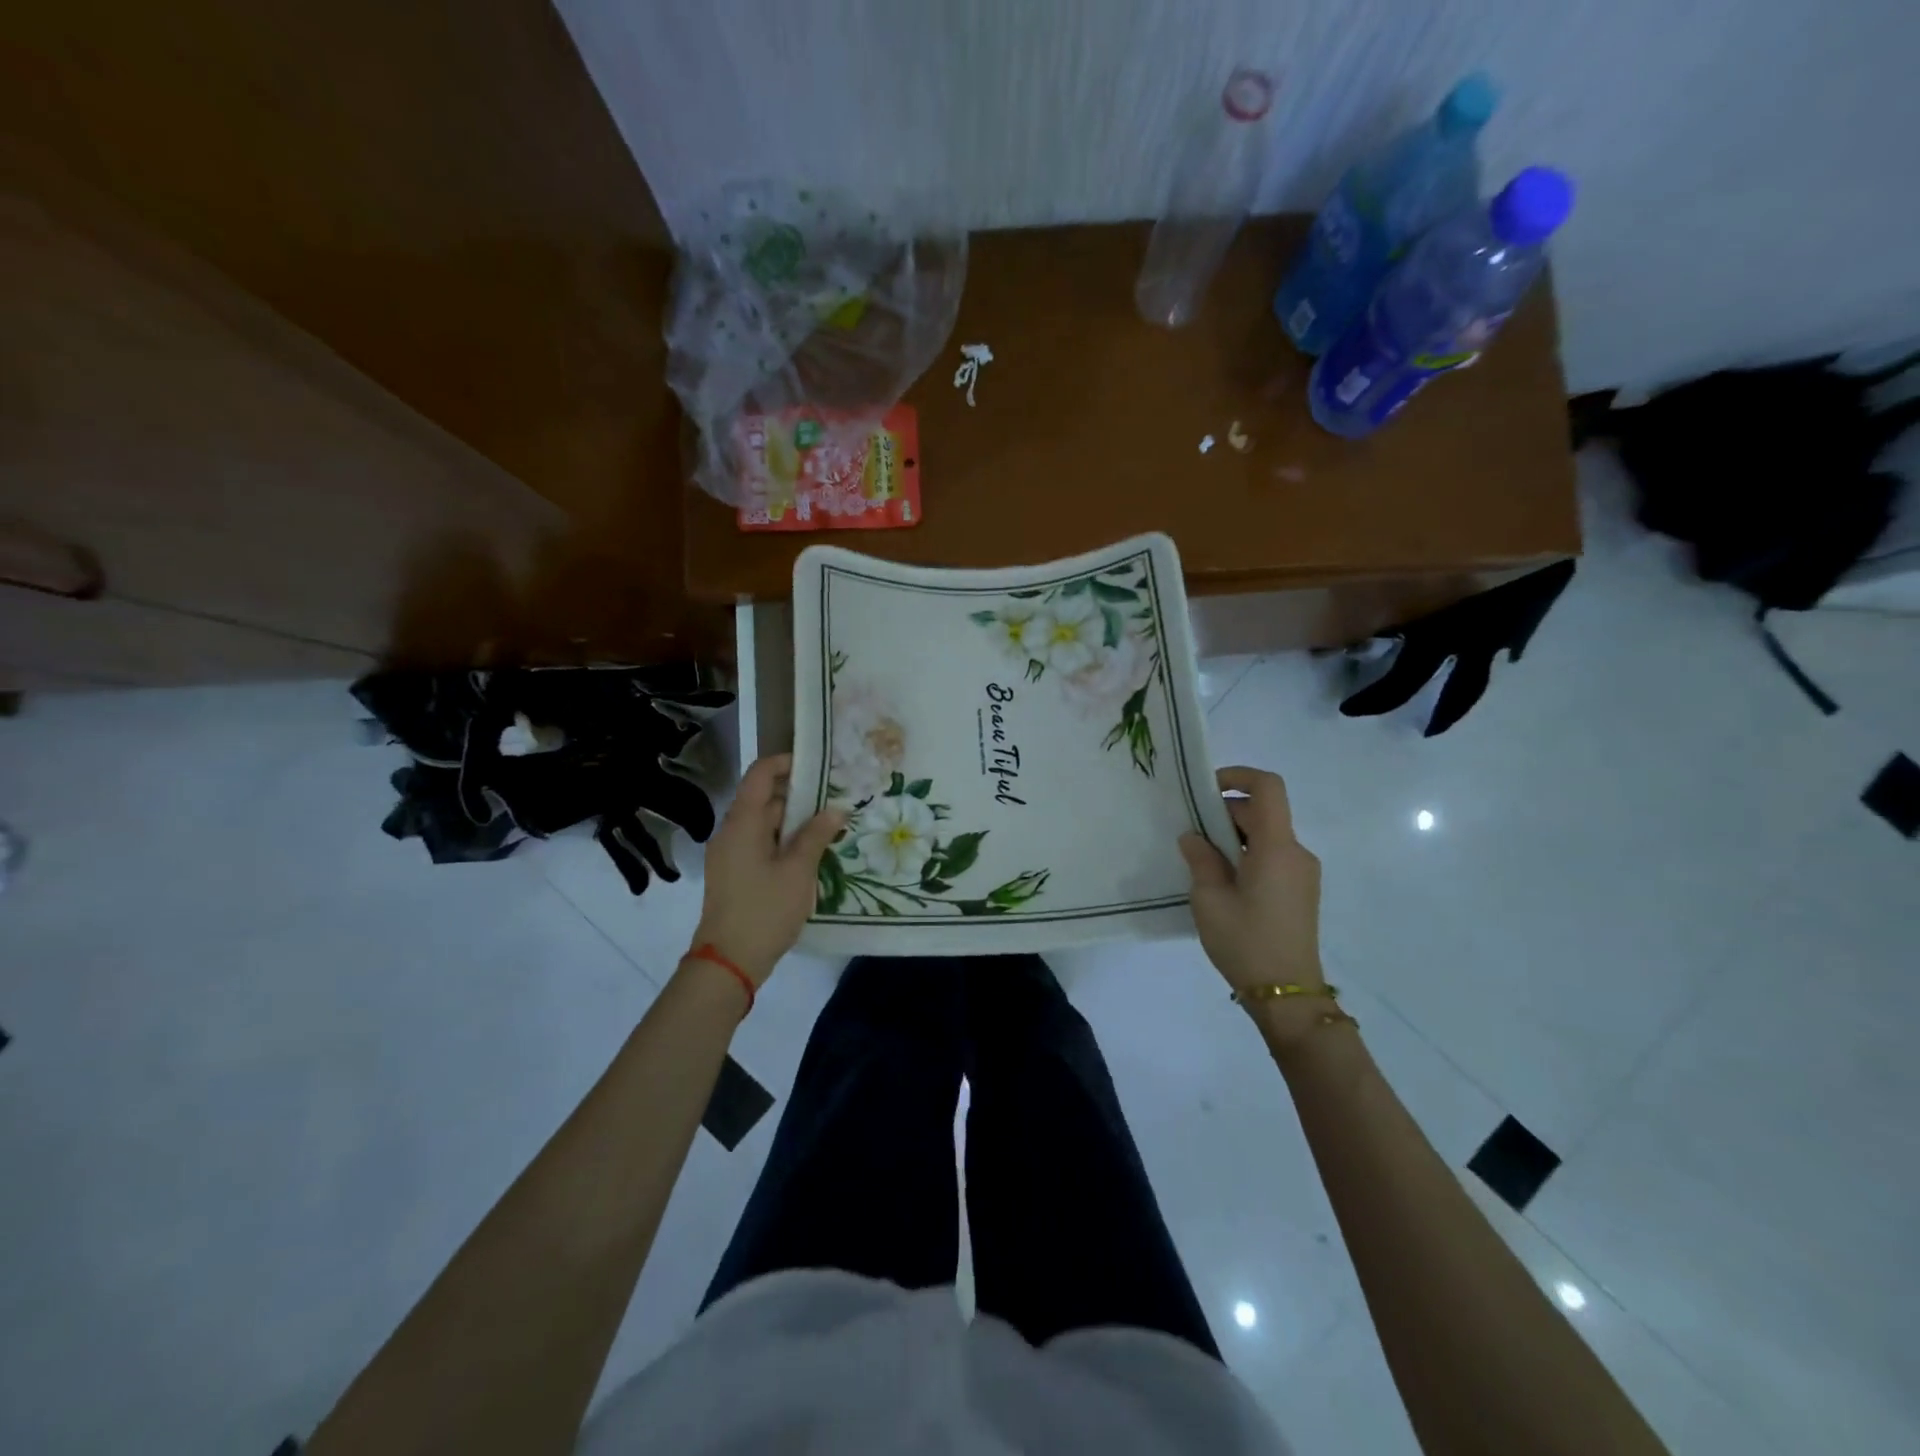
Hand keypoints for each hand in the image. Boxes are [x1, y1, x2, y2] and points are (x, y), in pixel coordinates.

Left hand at [692, 754, 846, 986]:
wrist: (728, 962)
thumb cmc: (765, 910)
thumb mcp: (798, 871)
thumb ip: (816, 835)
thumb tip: (836, 808)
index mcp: (742, 822)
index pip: (760, 774)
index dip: (786, 763)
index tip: (817, 766)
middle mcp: (731, 831)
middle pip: (762, 798)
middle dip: (798, 794)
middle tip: (834, 797)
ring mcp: (730, 854)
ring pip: (763, 823)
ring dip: (793, 820)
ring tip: (828, 824)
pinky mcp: (734, 873)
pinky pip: (759, 843)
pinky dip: (782, 840)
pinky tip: (809, 852)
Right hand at [1179, 766, 1323, 995]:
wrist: (1287, 995)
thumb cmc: (1245, 942)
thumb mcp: (1209, 899)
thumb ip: (1200, 859)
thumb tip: (1194, 837)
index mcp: (1276, 847)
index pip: (1268, 787)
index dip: (1238, 776)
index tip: (1206, 789)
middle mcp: (1296, 852)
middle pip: (1263, 812)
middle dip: (1225, 813)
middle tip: (1191, 835)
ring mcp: (1302, 873)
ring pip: (1266, 835)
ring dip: (1234, 836)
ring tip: (1202, 862)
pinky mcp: (1301, 891)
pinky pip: (1272, 856)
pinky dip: (1247, 855)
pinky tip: (1223, 882)